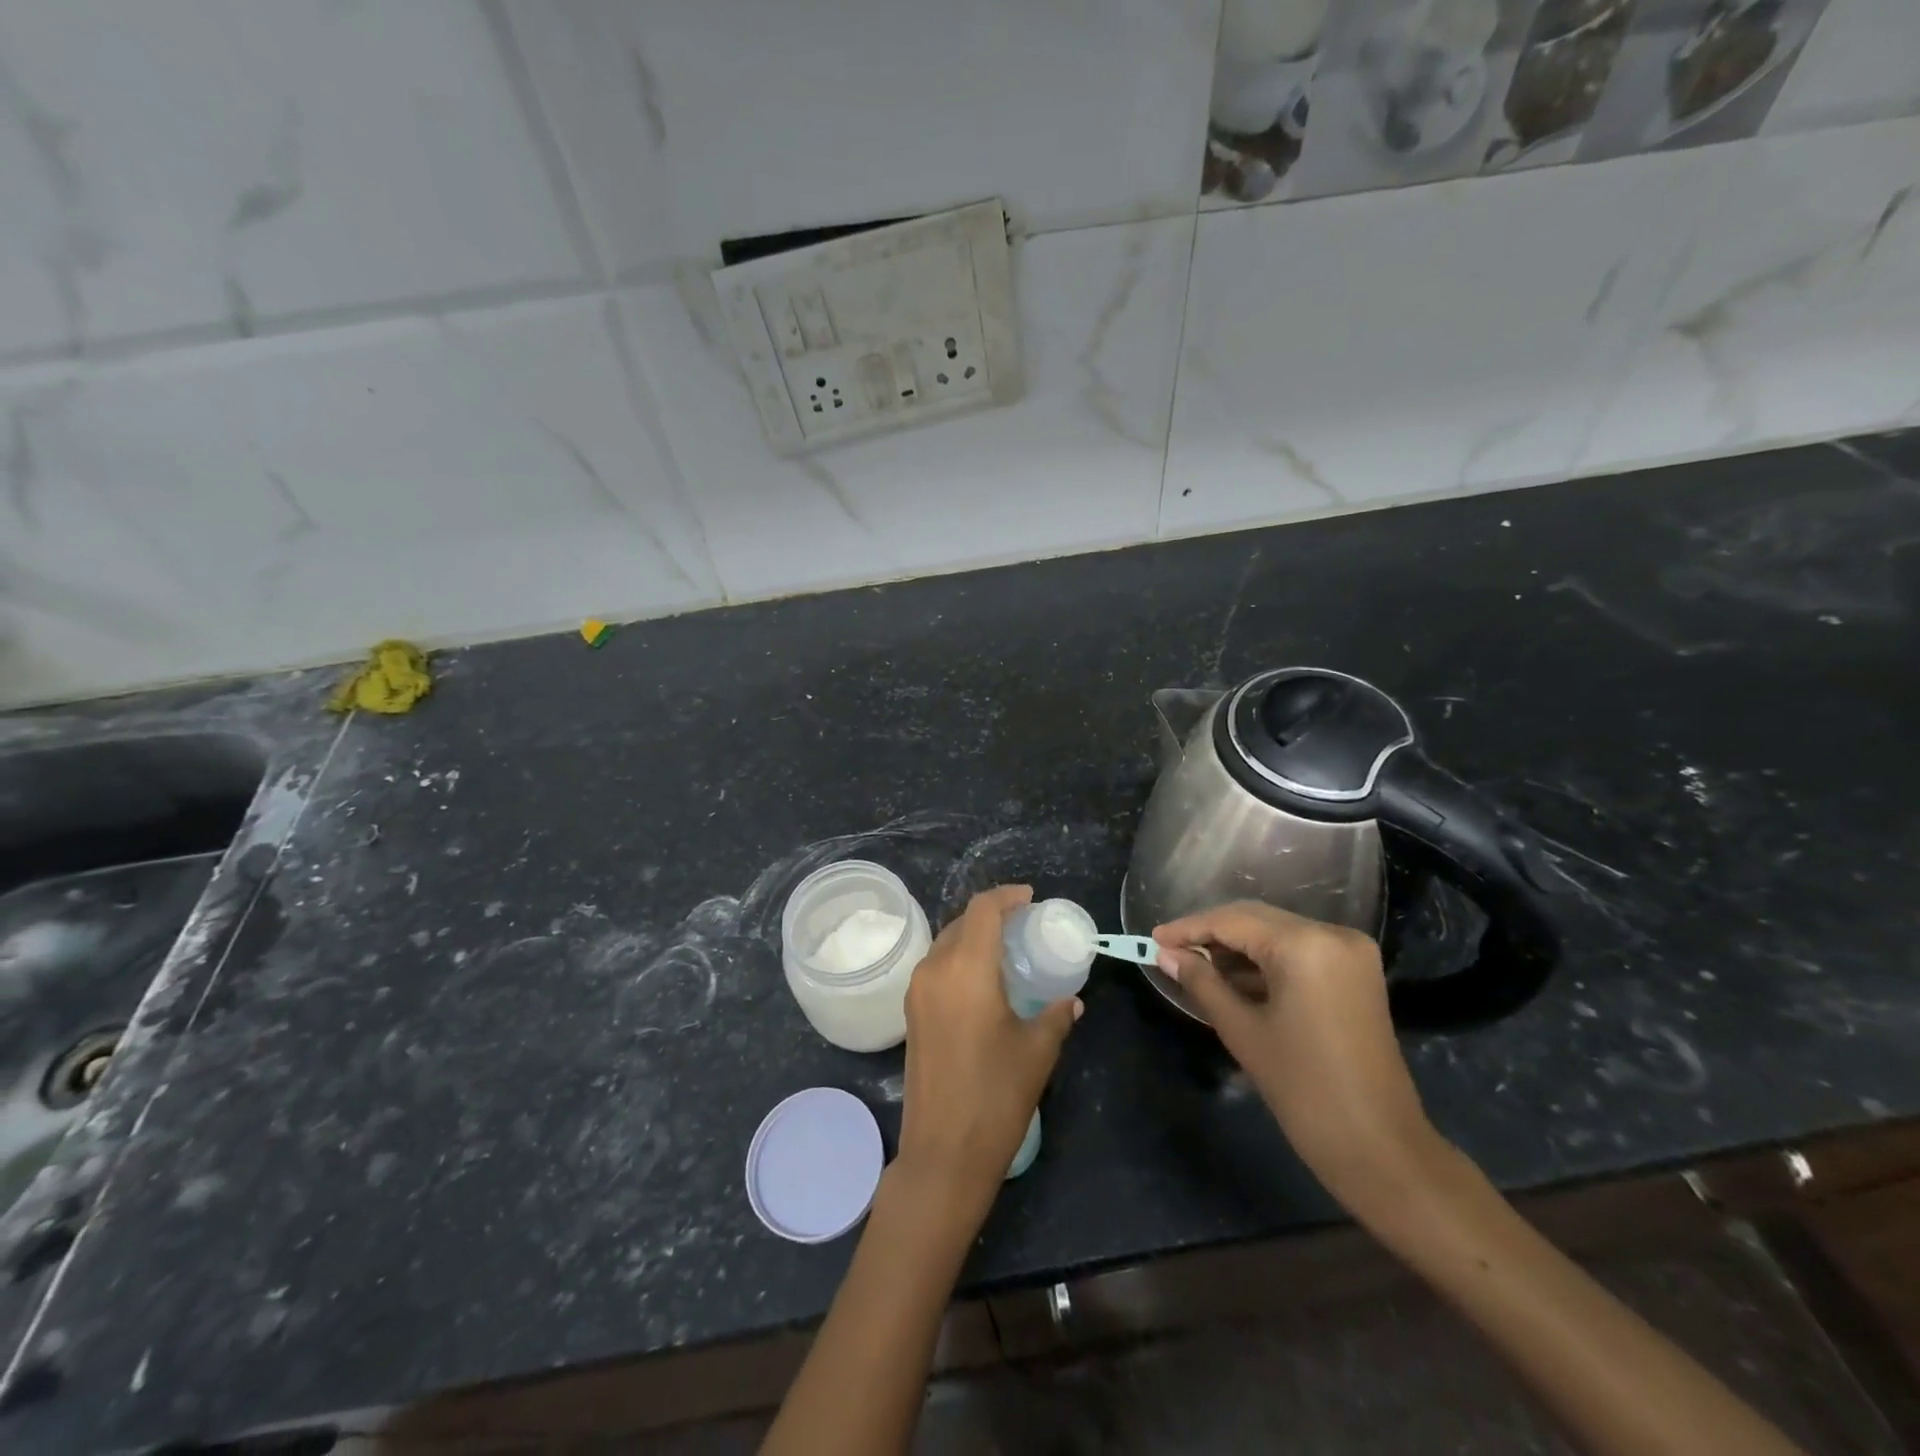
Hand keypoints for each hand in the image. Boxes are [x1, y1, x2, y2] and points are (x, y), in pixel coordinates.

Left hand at [896, 885, 1081, 1219]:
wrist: (943, 1153)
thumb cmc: (996, 1096)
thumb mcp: (1037, 1051)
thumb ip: (1055, 1016)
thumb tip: (1070, 1000)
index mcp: (966, 969)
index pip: (982, 910)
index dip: (1006, 896)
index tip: (1030, 899)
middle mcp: (934, 969)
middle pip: (961, 922)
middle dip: (991, 915)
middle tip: (1023, 925)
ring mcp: (917, 991)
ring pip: (945, 944)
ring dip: (973, 937)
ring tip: (1006, 950)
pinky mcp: (911, 1012)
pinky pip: (936, 967)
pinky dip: (959, 959)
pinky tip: (983, 981)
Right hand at [1153, 902, 1443, 1214]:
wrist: (1380, 1147)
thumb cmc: (1303, 1088)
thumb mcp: (1242, 1030)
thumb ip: (1201, 982)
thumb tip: (1165, 954)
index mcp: (1306, 944)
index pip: (1233, 921)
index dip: (1189, 928)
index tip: (1152, 938)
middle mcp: (1333, 934)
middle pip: (1257, 920)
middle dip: (1211, 934)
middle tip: (1169, 951)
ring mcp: (1350, 952)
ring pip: (1277, 934)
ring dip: (1237, 948)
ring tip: (1195, 966)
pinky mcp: (1356, 973)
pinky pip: (1299, 952)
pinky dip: (1265, 962)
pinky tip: (1233, 978)